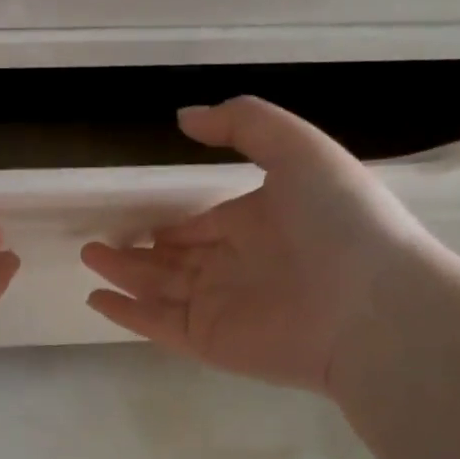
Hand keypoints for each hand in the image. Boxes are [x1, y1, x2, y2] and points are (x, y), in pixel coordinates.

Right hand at [81, 97, 437, 395]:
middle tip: (99, 240)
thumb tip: (184, 117)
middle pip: (176, 259)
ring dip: (123, 274)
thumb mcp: (298, 148)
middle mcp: (238, 266)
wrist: (371, 306)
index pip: (205, 226)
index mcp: (259, 224)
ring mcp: (221, 307)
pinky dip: (126, 314)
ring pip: (160, 288)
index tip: (139, 218)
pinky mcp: (208, 341)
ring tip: (88, 256)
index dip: (175, 224)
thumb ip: (242, 124)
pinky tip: (96, 298)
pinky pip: (158, 324)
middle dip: (139, 250)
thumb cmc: (338, 221)